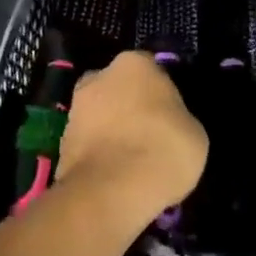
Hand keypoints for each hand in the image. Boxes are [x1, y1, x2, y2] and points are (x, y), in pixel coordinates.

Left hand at [57, 52, 206, 225]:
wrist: (110, 192)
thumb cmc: (162, 150)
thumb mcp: (194, 133)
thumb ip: (178, 117)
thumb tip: (168, 122)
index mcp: (134, 63)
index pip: (151, 69)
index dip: (162, 93)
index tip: (171, 116)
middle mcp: (98, 77)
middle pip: (119, 88)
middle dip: (130, 106)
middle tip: (149, 135)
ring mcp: (75, 109)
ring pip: (101, 115)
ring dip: (112, 130)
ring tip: (132, 162)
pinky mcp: (61, 142)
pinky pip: (89, 143)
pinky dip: (99, 154)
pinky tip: (115, 176)